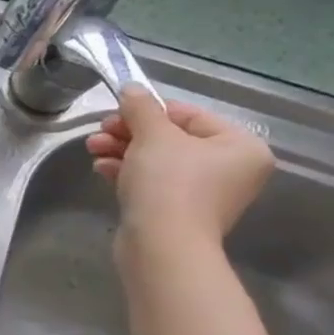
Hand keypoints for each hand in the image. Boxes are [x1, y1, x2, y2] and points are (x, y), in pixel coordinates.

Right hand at [86, 87, 274, 256]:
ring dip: (122, 151)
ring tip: (93, 149)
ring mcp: (205, 194)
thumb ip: (141, 107)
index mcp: (240, 146)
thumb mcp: (152, 135)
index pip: (189, 115)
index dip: (148, 111)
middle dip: (129, 133)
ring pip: (157, 161)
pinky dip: (127, 173)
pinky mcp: (179, 213)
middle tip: (99, 132)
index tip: (115, 113)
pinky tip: (102, 169)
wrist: (162, 245)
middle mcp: (231, 169)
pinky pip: (153, 183)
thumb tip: (132, 88)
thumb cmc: (169, 182)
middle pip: (171, 139)